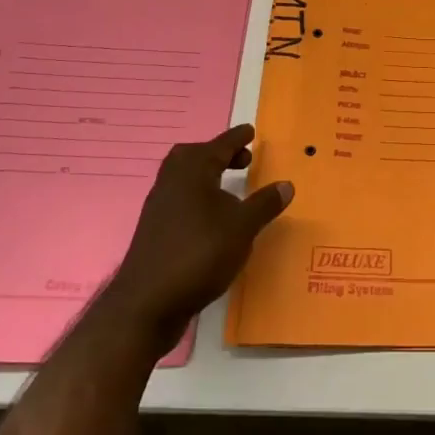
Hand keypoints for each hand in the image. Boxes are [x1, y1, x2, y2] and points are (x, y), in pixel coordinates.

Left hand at [97, 125, 292, 350]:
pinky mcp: (154, 231)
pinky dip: (198, 198)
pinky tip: (213, 219)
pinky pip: (179, 200)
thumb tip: (286, 184)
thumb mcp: (242, 228)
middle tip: (242, 160)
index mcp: (192, 172)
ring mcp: (159, 207)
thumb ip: (264, 204)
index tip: (250, 131)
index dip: (236, 138)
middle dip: (218, 154)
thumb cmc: (199, 254)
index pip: (219, 146)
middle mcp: (171, 182)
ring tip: (231, 190)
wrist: (148, 303)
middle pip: (193, 156)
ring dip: (207, 177)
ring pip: (183, 178)